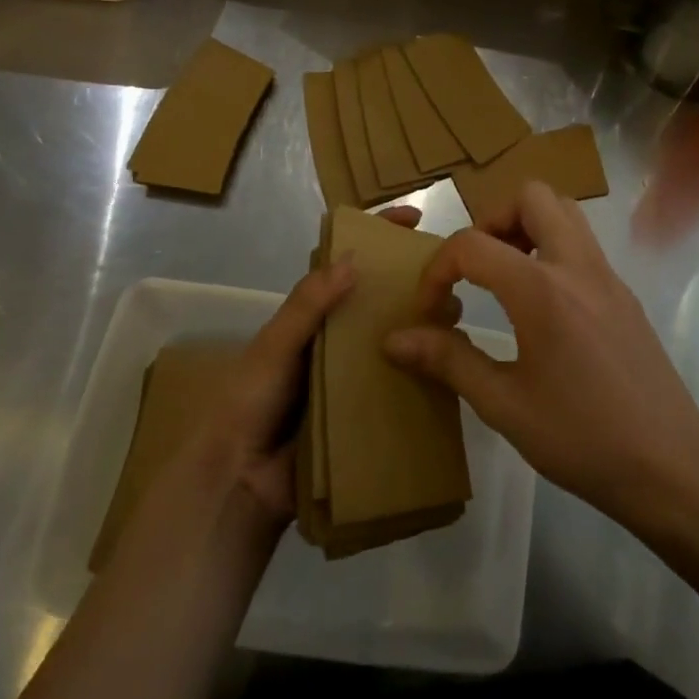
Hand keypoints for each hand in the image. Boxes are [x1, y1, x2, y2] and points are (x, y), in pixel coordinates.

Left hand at [185, 206, 456, 524]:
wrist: (242, 480)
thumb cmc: (251, 400)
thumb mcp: (274, 345)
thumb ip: (308, 305)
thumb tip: (353, 260)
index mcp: (314, 314)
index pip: (349, 263)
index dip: (379, 235)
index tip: (415, 218)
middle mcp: (338, 337)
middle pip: (382, 299)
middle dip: (415, 283)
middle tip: (450, 280)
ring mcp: (355, 374)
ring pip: (398, 338)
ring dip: (425, 326)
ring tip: (456, 322)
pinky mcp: (367, 410)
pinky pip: (401, 384)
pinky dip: (425, 374)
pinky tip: (453, 370)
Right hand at [382, 182, 698, 528]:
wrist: (670, 465)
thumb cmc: (581, 438)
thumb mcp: (504, 405)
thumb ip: (448, 361)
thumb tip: (394, 340)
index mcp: (541, 290)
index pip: (472, 245)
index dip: (437, 270)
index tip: (431, 311)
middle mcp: (577, 266)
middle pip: (532, 196)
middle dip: (492, 220)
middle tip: (476, 268)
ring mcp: (607, 276)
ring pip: (565, 212)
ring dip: (526, 226)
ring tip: (504, 278)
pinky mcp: (624, 294)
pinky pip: (582, 244)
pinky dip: (551, 250)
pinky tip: (541, 307)